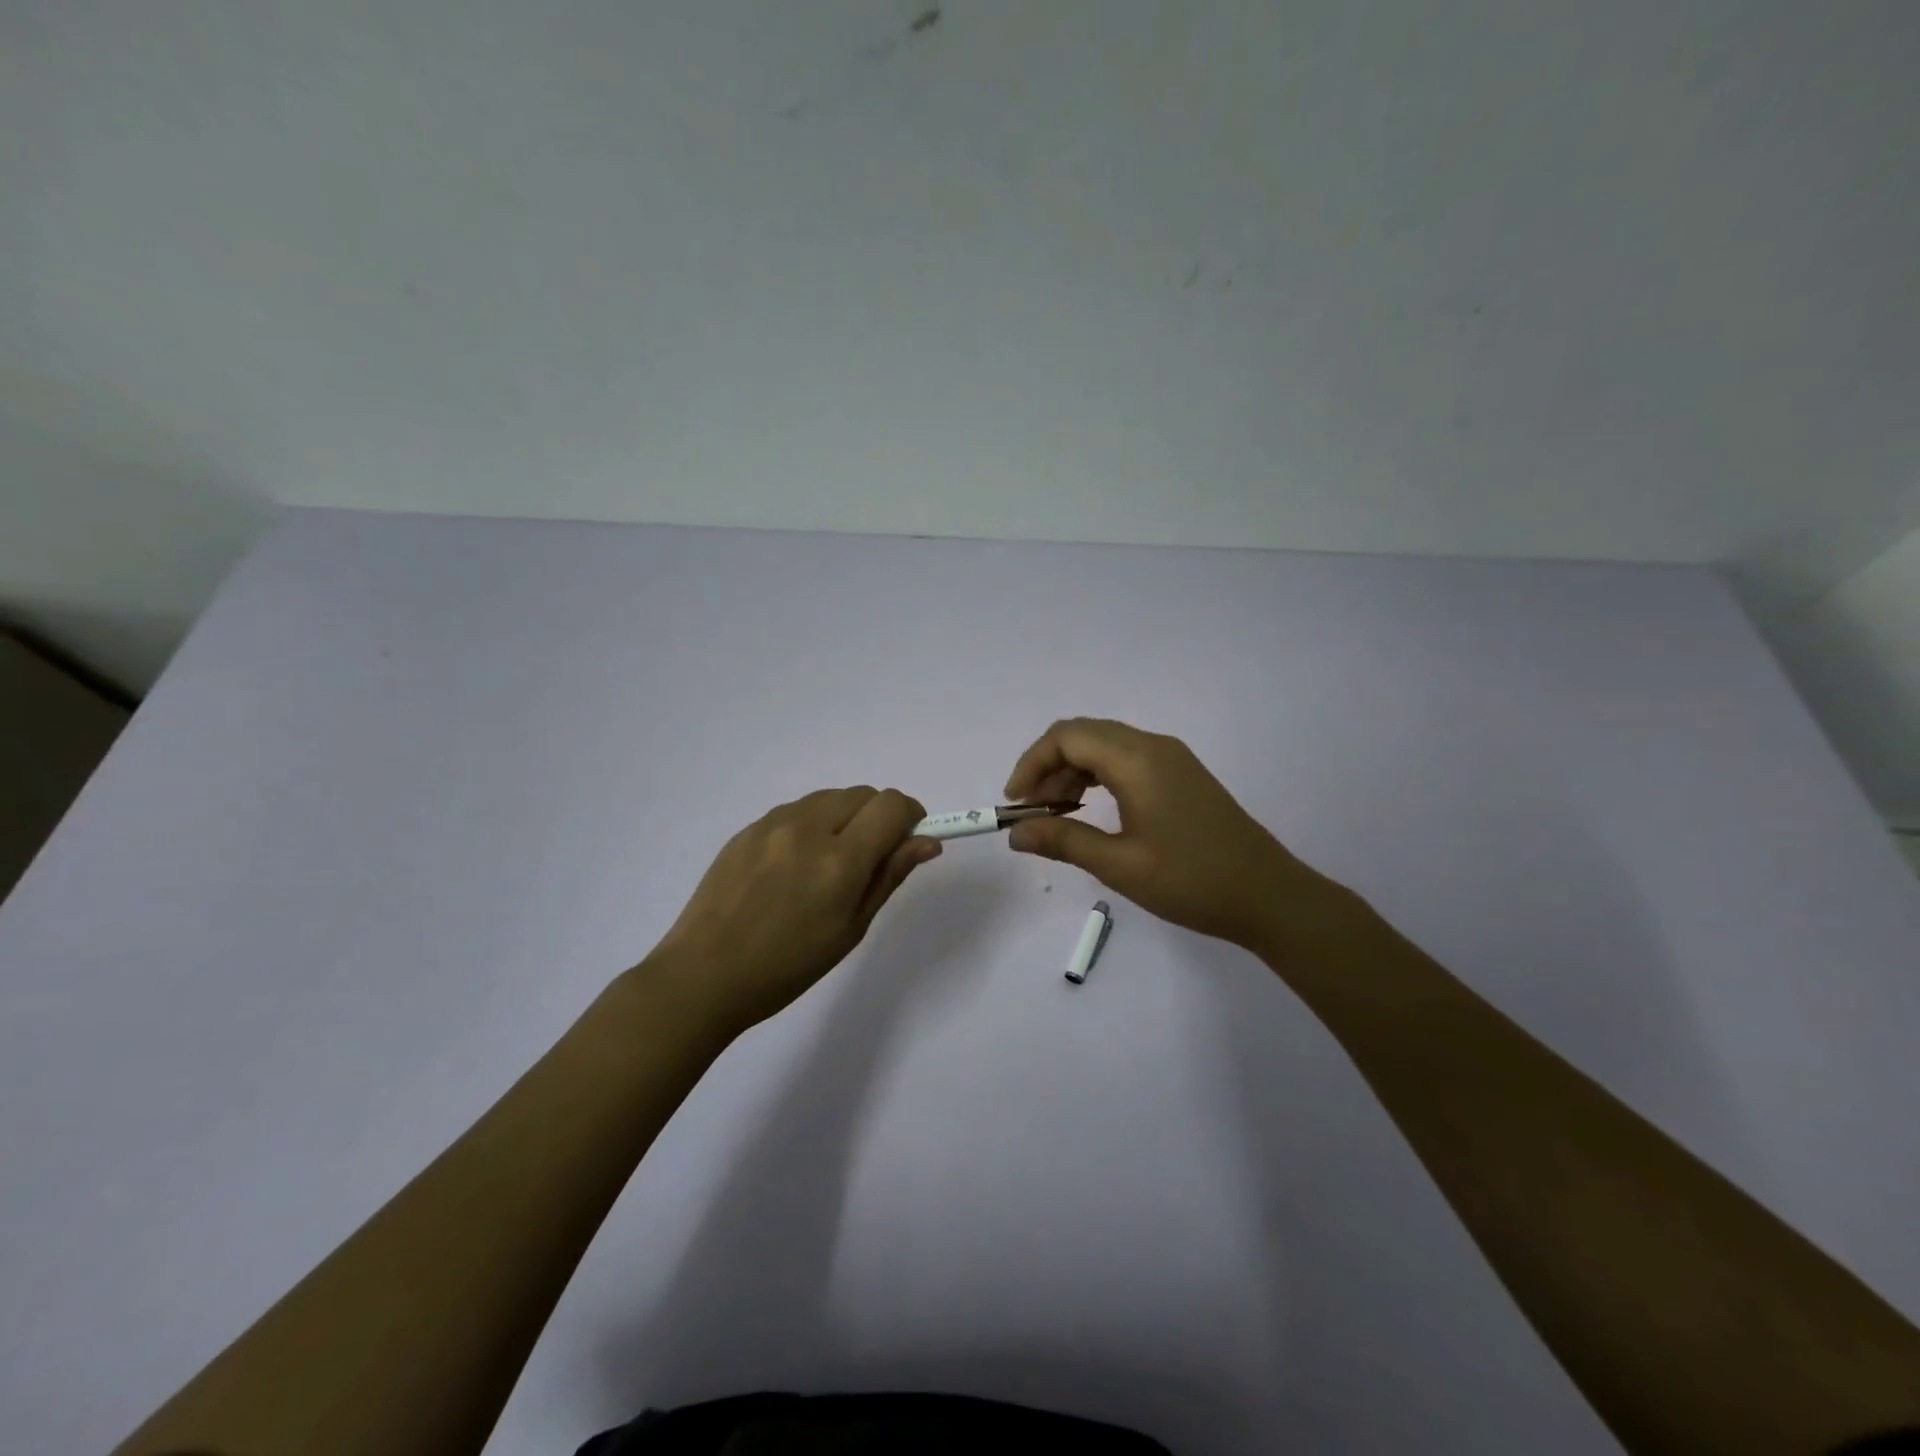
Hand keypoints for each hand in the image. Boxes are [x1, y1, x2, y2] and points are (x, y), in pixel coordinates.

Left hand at [646, 787, 940, 1036]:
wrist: (704, 975)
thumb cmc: (788, 965)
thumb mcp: (851, 928)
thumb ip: (889, 875)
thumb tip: (926, 842)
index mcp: (839, 860)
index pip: (891, 805)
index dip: (911, 816)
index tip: (909, 841)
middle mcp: (807, 827)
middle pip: (863, 794)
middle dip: (879, 816)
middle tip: (871, 858)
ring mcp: (772, 823)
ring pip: (829, 798)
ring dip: (845, 817)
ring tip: (828, 864)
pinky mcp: (747, 828)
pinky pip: (796, 811)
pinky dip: (812, 825)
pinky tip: (794, 866)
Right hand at [1003, 718, 1341, 953]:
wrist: (1268, 896)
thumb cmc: (1191, 880)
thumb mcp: (1119, 865)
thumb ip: (1063, 842)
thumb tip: (1015, 833)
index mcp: (1137, 759)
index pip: (1066, 736)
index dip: (1031, 763)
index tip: (1015, 803)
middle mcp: (1153, 746)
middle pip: (1084, 734)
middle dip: (1048, 766)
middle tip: (1032, 812)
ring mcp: (1171, 758)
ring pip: (1105, 746)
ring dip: (1072, 772)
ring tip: (1056, 815)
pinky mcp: (1181, 775)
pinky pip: (1126, 760)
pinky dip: (1098, 777)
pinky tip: (1090, 810)